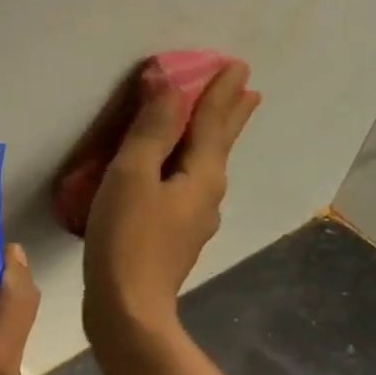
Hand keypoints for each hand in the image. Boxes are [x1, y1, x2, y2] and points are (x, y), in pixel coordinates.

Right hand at [83, 61, 259, 349]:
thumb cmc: (127, 238)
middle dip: (230, 116)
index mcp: (202, 175)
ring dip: (212, 141)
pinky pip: (186, 188)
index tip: (236, 65)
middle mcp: (207, 196)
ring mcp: (193, 221)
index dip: (220, 92)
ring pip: (205, 168)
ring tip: (214, 125)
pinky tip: (177, 176)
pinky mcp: (174, 239)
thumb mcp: (133, 176)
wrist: (127, 309)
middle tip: (247, 91)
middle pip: (220, 145)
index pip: (213, 122)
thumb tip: (167, 82)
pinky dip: (187, 167)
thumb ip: (150, 129)